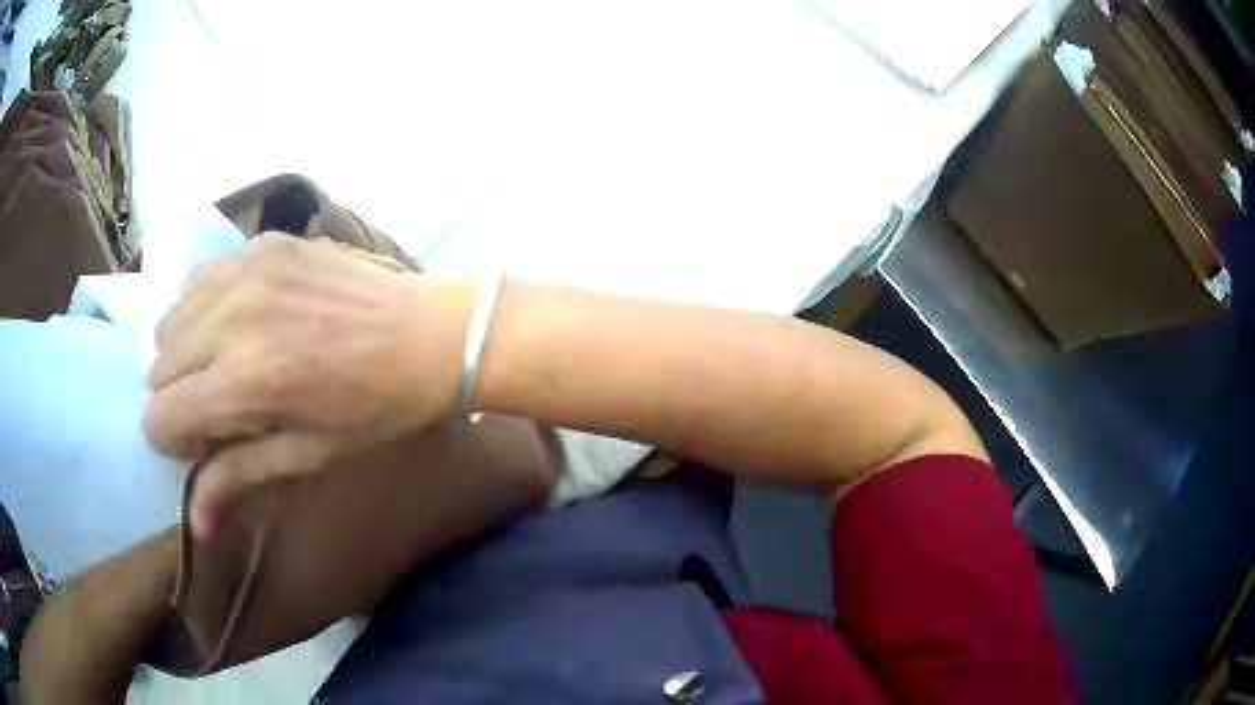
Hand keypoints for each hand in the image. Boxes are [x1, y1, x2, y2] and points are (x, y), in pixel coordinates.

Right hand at [144, 234, 474, 536]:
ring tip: (230, 361)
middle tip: (223, 403)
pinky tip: (243, 319)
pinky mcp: (263, 243)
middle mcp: (230, 318)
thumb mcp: (306, 455)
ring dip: (188, 350)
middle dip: (181, 395)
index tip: (207, 440)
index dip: (177, 439)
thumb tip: (195, 527)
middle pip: (158, 367)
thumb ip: (237, 478)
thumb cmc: (374, 410)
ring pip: (172, 320)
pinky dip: (207, 306)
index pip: (158, 417)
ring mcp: (246, 270)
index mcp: (242, 382)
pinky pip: (201, 278)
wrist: (431, 334)